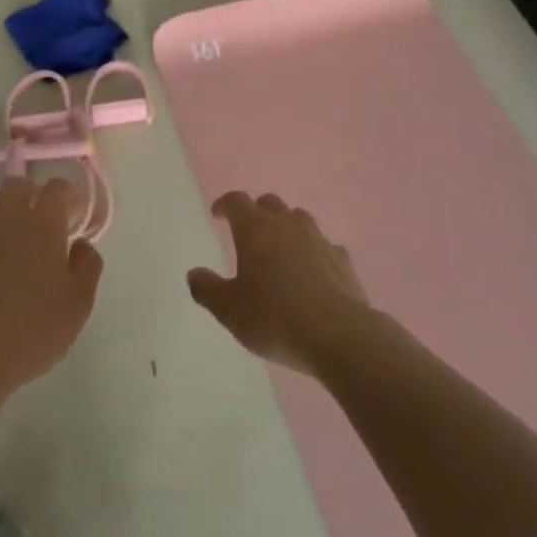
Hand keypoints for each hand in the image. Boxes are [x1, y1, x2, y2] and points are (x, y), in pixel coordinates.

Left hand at [0, 178, 104, 395]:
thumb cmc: (33, 329)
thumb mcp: (78, 304)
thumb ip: (87, 268)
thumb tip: (82, 245)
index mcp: (43, 226)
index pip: (55, 188)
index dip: (64, 191)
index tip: (71, 207)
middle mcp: (8, 221)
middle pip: (16, 185)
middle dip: (31, 191)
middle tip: (40, 215)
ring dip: (2, 207)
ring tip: (11, 232)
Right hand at [189, 192, 370, 375]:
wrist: (338, 335)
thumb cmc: (274, 317)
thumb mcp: (229, 310)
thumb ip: (207, 289)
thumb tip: (193, 274)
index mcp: (255, 229)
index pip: (237, 202)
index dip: (225, 204)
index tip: (218, 214)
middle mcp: (287, 225)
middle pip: (269, 203)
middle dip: (256, 212)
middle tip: (248, 230)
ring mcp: (319, 240)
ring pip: (299, 219)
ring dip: (286, 226)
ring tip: (280, 247)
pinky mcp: (343, 260)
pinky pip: (325, 246)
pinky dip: (314, 251)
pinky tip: (313, 271)